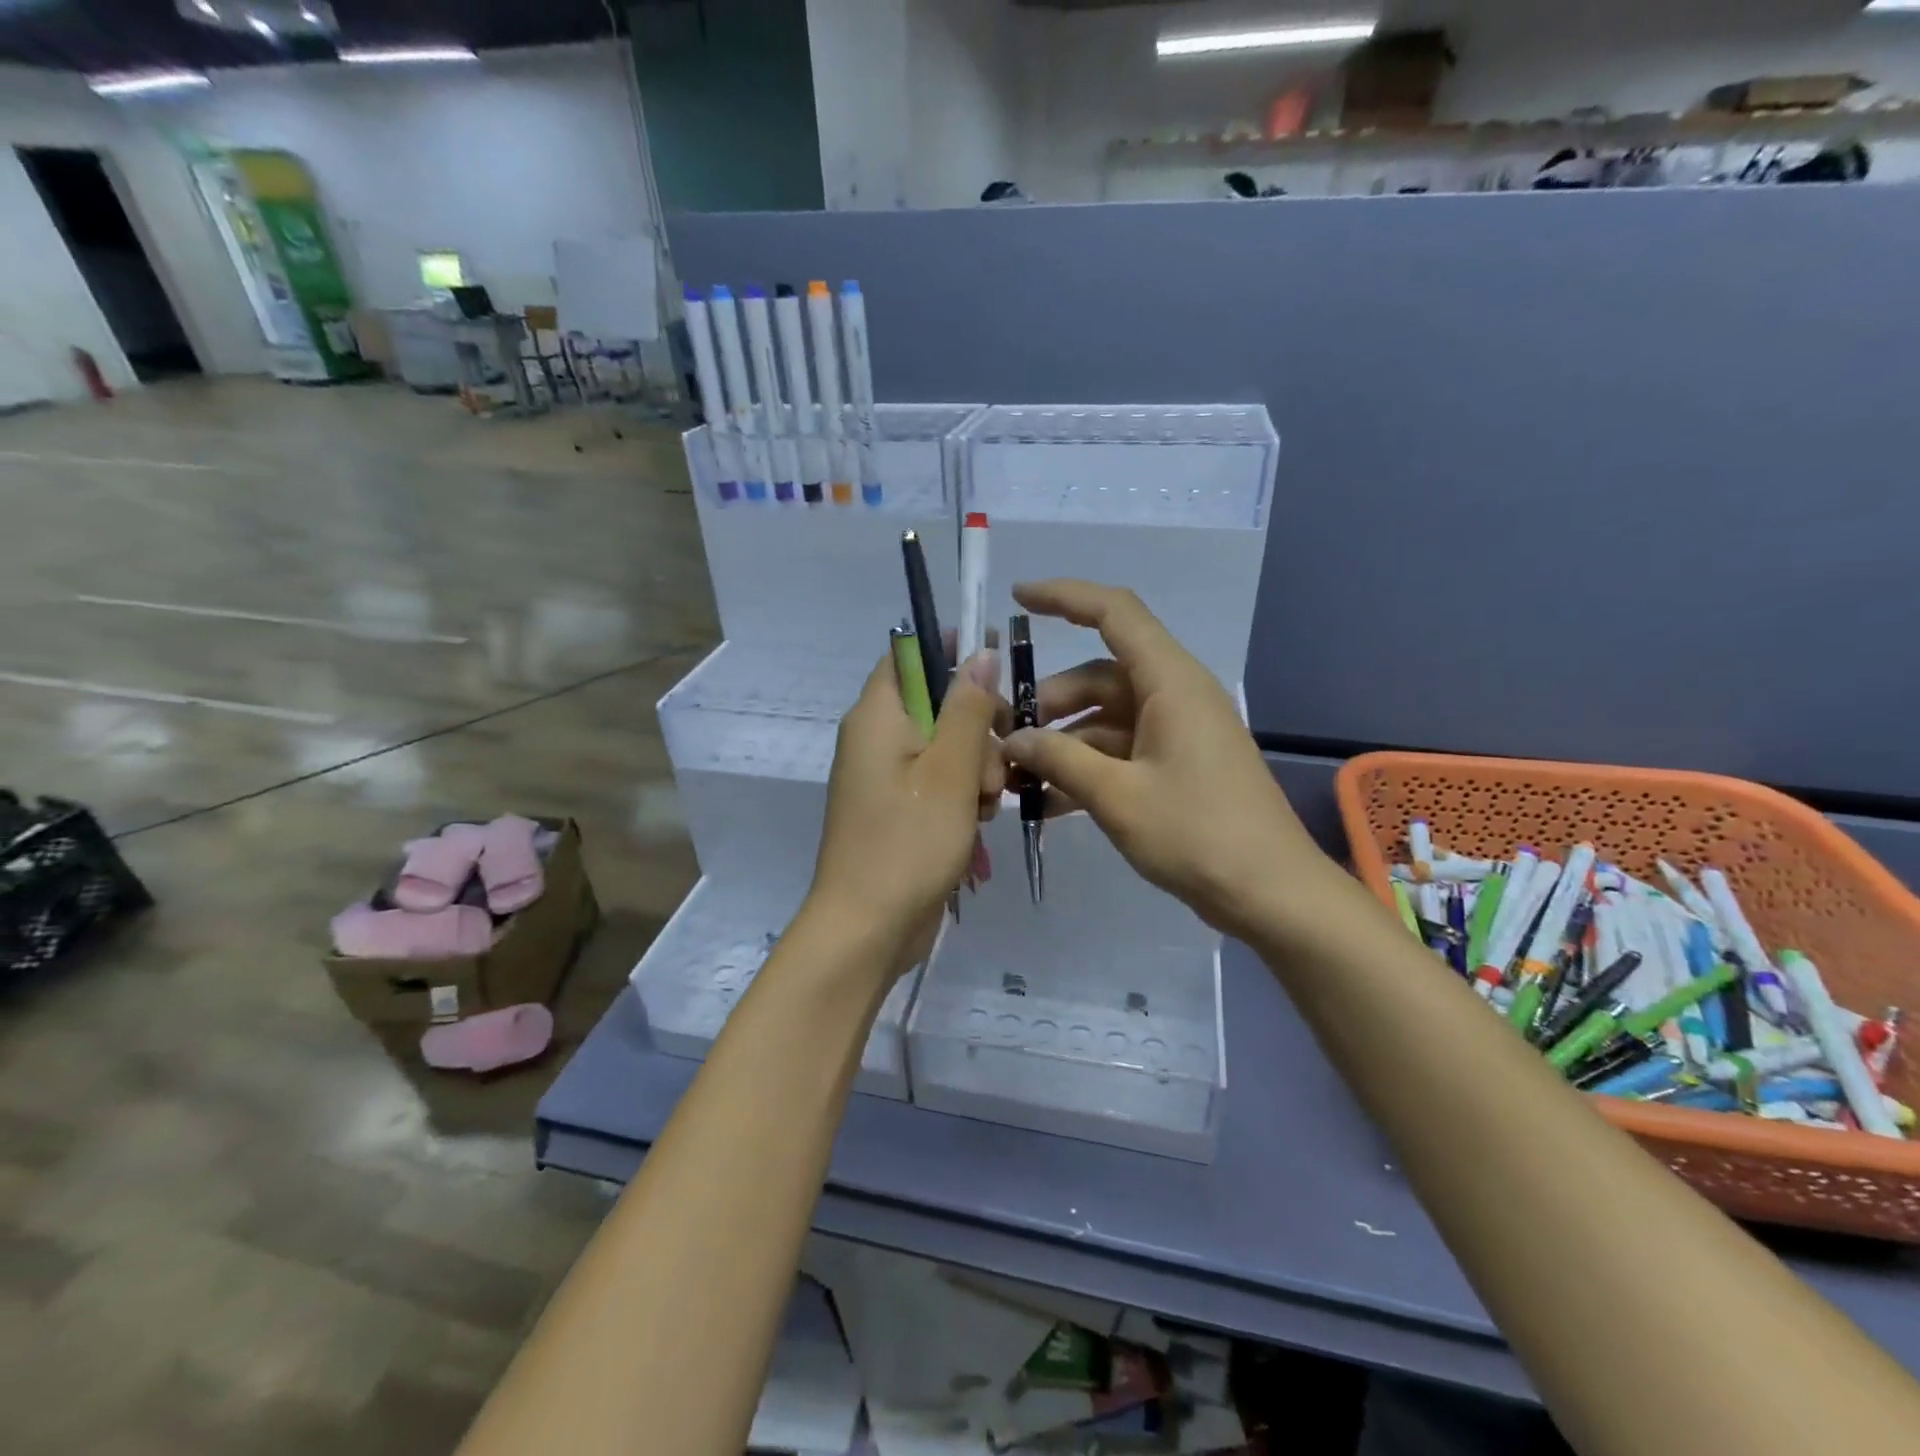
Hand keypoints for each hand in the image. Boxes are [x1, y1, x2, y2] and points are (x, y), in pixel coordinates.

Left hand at [808, 648, 1002, 977]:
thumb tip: (979, 654)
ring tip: (986, 805)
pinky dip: (963, 794)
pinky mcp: (897, 808)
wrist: (868, 929)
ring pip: (944, 745)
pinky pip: (937, 781)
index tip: (998, 662)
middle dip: (977, 727)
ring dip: (976, 767)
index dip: (952, 649)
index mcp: (877, 716)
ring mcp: (885, 776)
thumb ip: (968, 709)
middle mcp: (875, 738)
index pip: (910, 654)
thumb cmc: (908, 843)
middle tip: (995, 765)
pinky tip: (978, 823)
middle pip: (935, 703)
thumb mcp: (950, 771)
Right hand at [999, 580, 1334, 942]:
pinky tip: (1048, 803)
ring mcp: (1177, 732)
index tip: (1017, 599)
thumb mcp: (1117, 796)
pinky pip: (1120, 751)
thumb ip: (1058, 759)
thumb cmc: (1197, 834)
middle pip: (1098, 676)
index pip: (1115, 613)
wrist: (1270, 894)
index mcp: (1170, 682)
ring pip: (1105, 718)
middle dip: (1048, 703)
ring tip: (1017, 778)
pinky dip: (1086, 768)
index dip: (1065, 597)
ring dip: (1062, 743)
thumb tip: (1011, 739)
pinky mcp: (1177, 765)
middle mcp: (1174, 695)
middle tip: (1004, 738)